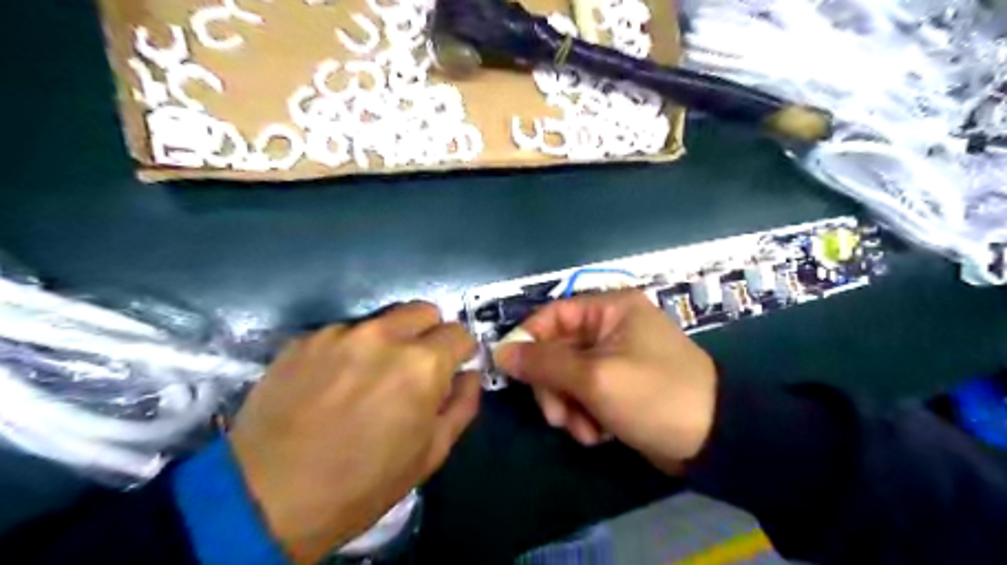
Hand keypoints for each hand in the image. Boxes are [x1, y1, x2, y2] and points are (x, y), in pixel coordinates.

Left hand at [229, 304, 480, 563]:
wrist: (265, 499)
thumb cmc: (362, 483)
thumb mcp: (429, 454)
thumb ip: (461, 405)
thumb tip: (469, 375)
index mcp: (422, 364)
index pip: (459, 332)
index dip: (460, 352)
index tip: (451, 369)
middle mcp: (383, 336)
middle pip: (424, 310)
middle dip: (429, 334)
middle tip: (414, 368)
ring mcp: (340, 333)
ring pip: (382, 321)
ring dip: (387, 341)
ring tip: (365, 379)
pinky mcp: (304, 339)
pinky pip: (343, 333)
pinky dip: (349, 351)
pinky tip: (330, 384)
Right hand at [496, 291, 715, 471]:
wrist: (714, 440)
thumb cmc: (654, 395)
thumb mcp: (595, 378)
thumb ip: (544, 363)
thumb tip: (501, 351)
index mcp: (610, 309)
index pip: (552, 314)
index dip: (528, 340)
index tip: (510, 370)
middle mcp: (611, 327)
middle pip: (557, 349)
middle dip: (553, 386)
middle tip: (556, 416)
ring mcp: (615, 357)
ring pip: (568, 376)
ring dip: (568, 405)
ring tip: (584, 430)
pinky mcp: (619, 384)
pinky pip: (585, 393)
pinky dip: (585, 414)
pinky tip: (599, 433)